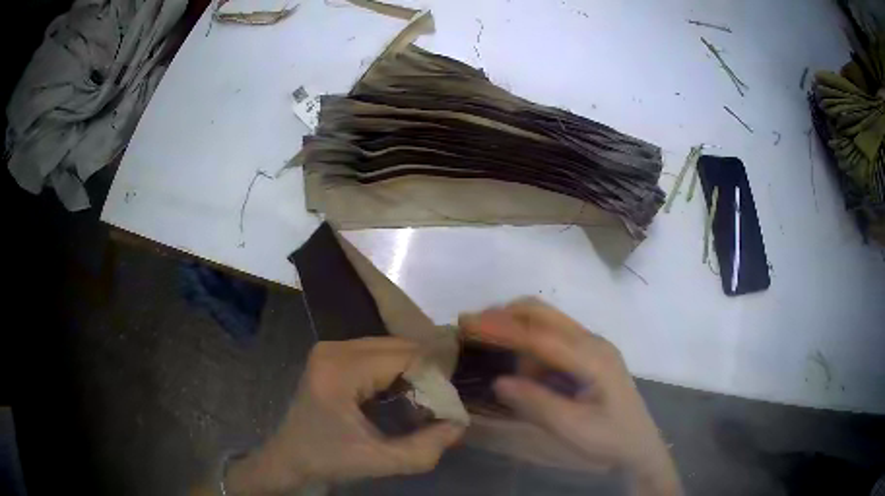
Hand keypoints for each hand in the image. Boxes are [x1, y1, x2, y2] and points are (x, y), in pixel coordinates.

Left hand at [224, 337, 464, 493]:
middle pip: (398, 346)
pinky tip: (402, 394)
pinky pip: (376, 354)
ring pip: (389, 348)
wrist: (290, 457)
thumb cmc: (328, 459)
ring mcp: (331, 349)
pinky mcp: (331, 356)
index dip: (435, 377)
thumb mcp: (379, 461)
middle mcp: (334, 348)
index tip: (450, 405)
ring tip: (425, 400)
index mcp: (341, 369)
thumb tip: (459, 424)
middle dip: (425, 372)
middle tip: (441, 403)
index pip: (405, 356)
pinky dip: (396, 371)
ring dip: (412, 371)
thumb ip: (425, 448)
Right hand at [459, 299, 681, 495]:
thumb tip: (499, 381)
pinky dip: (529, 345)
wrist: (639, 445)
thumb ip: (537, 403)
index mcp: (593, 357)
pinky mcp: (588, 355)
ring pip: (547, 322)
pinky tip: (520, 368)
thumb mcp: (573, 428)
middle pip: (544, 314)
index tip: (469, 323)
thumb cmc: (610, 439)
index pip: (541, 335)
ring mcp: (592, 346)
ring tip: (488, 347)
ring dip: (516, 328)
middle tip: (470, 327)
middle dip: (505, 315)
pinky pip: (552, 339)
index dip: (503, 328)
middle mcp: (592, 342)